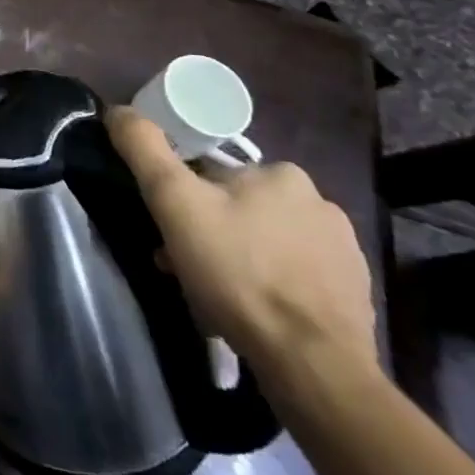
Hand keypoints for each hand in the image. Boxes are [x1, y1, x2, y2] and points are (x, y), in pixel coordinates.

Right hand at [107, 107, 377, 400]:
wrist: (312, 364)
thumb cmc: (238, 273)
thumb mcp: (174, 202)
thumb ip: (144, 149)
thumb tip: (119, 110)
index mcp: (281, 173)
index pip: (213, 173)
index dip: (184, 198)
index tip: (168, 231)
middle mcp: (320, 202)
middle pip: (240, 208)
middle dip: (209, 232)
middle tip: (184, 265)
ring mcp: (344, 251)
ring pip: (267, 242)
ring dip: (238, 259)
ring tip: (215, 296)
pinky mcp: (355, 294)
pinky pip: (297, 276)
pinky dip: (271, 286)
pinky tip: (254, 312)